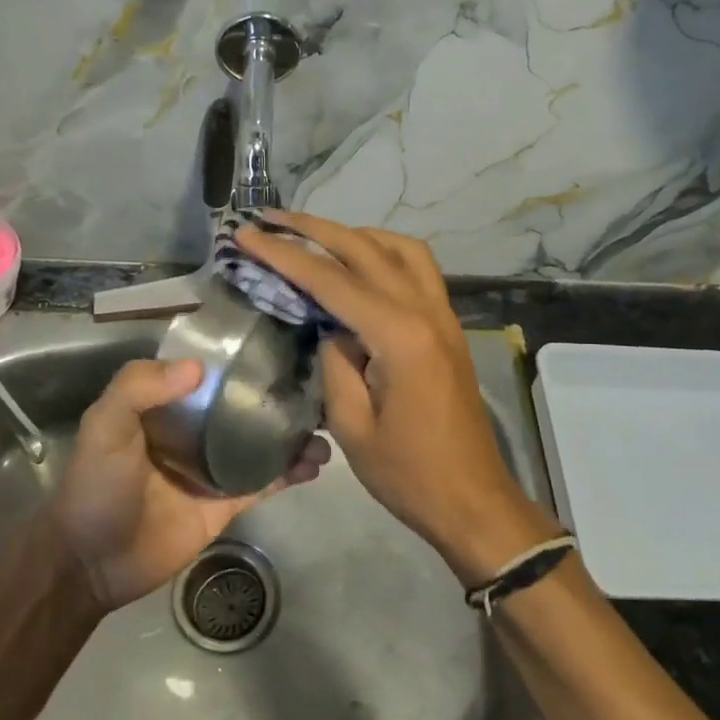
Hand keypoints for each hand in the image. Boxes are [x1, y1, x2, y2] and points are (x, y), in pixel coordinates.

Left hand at [49, 358, 328, 610]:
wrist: (91, 562)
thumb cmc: (96, 485)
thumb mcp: (105, 425)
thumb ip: (138, 387)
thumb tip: (199, 368)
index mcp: (166, 405)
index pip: (210, 373)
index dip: (243, 360)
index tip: (283, 348)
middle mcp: (194, 429)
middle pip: (244, 406)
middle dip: (279, 398)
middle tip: (320, 390)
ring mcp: (214, 467)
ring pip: (261, 443)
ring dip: (292, 436)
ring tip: (325, 431)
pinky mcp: (226, 503)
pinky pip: (264, 482)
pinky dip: (290, 472)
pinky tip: (315, 464)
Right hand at [235, 212, 560, 584]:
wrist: (473, 500)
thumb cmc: (408, 474)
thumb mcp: (352, 425)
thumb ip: (335, 362)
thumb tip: (329, 326)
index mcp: (399, 336)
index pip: (331, 280)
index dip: (284, 255)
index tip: (247, 235)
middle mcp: (426, 311)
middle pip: (365, 249)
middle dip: (313, 229)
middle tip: (270, 218)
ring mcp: (443, 315)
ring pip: (399, 248)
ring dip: (354, 234)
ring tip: (314, 236)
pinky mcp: (448, 327)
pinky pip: (417, 269)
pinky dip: (384, 252)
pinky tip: (359, 265)